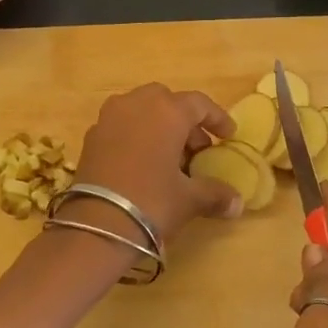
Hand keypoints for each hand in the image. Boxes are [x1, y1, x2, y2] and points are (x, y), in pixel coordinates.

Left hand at [71, 83, 242, 243]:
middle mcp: (136, 104)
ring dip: (158, 127)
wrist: (97, 226)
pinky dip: (136, 137)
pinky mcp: (91, 137)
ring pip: (141, 110)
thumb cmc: (152, 202)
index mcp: (166, 111)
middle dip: (184, 121)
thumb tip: (237, 204)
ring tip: (170, 159)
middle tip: (196, 149)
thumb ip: (215, 194)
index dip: (217, 118)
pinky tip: (143, 166)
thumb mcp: (189, 199)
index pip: (199, 104)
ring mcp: (109, 118)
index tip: (228, 136)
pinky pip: (121, 126)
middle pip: (167, 101)